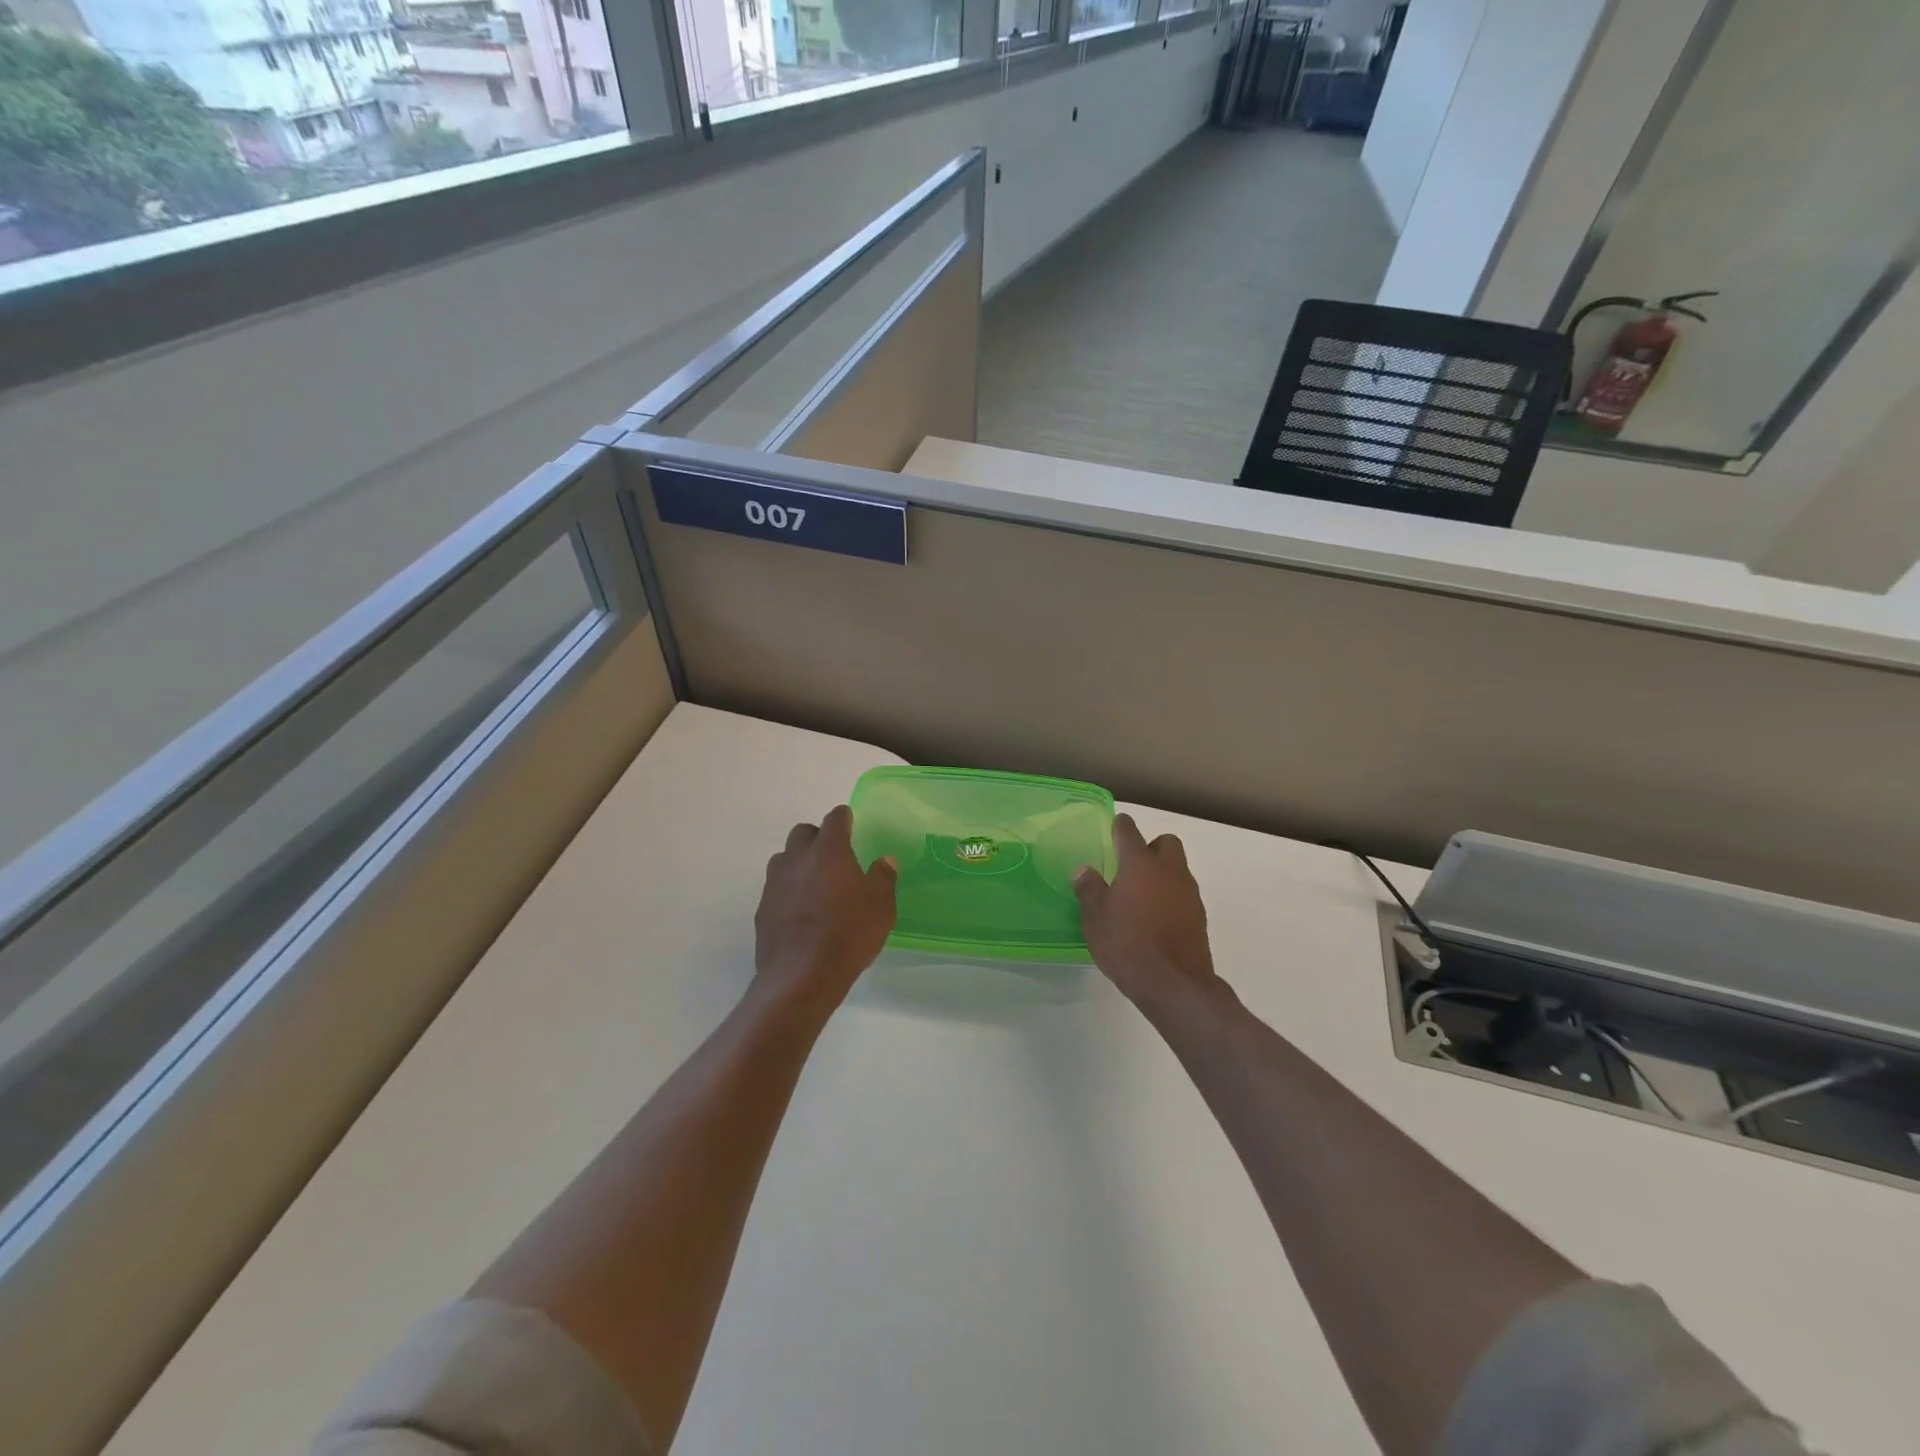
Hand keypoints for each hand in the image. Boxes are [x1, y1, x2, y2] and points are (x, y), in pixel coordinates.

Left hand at [754, 805, 896, 1012]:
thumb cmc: (848, 935)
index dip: (843, 818)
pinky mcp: (762, 908)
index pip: (834, 819)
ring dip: (799, 862)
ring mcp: (775, 883)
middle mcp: (797, 859)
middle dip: (817, 837)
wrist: (801, 976)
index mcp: (829, 852)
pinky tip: (801, 911)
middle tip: (834, 855)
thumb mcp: (881, 907)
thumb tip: (884, 860)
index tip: (850, 821)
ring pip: (784, 858)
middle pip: (802, 833)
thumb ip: (883, 878)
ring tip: (815, 883)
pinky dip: (788, 890)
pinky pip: (776, 887)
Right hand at [1074, 813, 1224, 1018]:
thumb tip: (1084, 870)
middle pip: (1166, 843)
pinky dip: (1171, 897)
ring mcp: (1189, 894)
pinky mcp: (1199, 917)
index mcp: (1140, 865)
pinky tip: (1155, 917)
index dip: (1121, 826)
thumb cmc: (1127, 945)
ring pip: (1178, 868)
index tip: (1116, 824)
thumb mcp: (1095, 919)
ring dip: (1163, 873)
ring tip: (1141, 894)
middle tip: (1131, 864)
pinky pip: (1184, 894)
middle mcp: (1169, 871)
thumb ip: (1089, 890)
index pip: (1129, 832)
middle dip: (1151, 846)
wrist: (1174, 985)